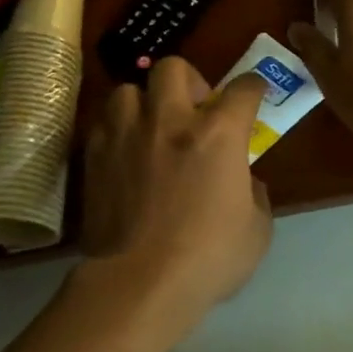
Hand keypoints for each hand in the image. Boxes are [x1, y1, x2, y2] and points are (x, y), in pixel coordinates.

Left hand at [75, 57, 272, 351]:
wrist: (139, 284)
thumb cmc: (208, 258)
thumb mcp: (257, 230)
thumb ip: (254, 194)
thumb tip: (243, 180)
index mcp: (218, 134)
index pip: (243, 89)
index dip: (254, 86)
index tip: (254, 92)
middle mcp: (171, 121)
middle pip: (174, 68)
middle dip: (189, 81)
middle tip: (193, 109)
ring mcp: (127, 135)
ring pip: (128, 89)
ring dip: (144, 102)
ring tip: (150, 127)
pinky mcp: (95, 156)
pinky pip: (104, 123)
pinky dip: (117, 129)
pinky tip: (124, 152)